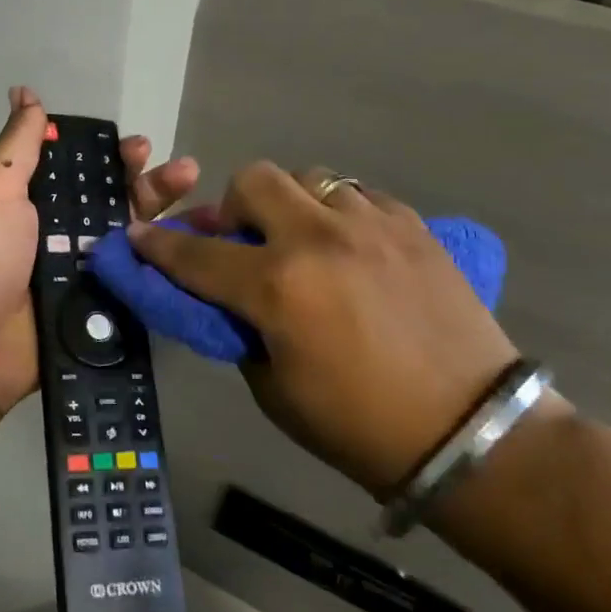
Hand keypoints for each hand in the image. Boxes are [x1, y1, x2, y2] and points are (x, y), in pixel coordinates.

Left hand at [0, 86, 198, 416]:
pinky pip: (141, 283)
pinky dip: (169, 267)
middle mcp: (66, 234)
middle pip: (119, 202)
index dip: (115, 158)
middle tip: (183, 172)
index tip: (139, 148)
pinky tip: (200, 251)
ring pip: (137, 240)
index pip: (87, 171)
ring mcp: (88, 274)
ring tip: (202, 204)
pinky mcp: (103, 310)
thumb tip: (25, 92)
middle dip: (151, 184)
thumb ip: (18, 146)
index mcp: (40, 203)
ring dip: (167, 220)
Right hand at [128, 162, 519, 494]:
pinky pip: (358, 196)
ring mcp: (372, 225)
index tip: (137, 236)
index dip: (158, 246)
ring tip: (303, 243)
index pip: (197, 255)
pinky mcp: (414, 227)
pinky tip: (351, 251)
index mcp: (279, 287)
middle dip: (233, 207)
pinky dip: (339, 215)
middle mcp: (320, 239)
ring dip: (290, 206)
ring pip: (309, 178)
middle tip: (245, 242)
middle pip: (253, 180)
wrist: (473, 433)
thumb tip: (225, 296)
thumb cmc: (360, 426)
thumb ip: (239, 329)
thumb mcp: (274, 389)